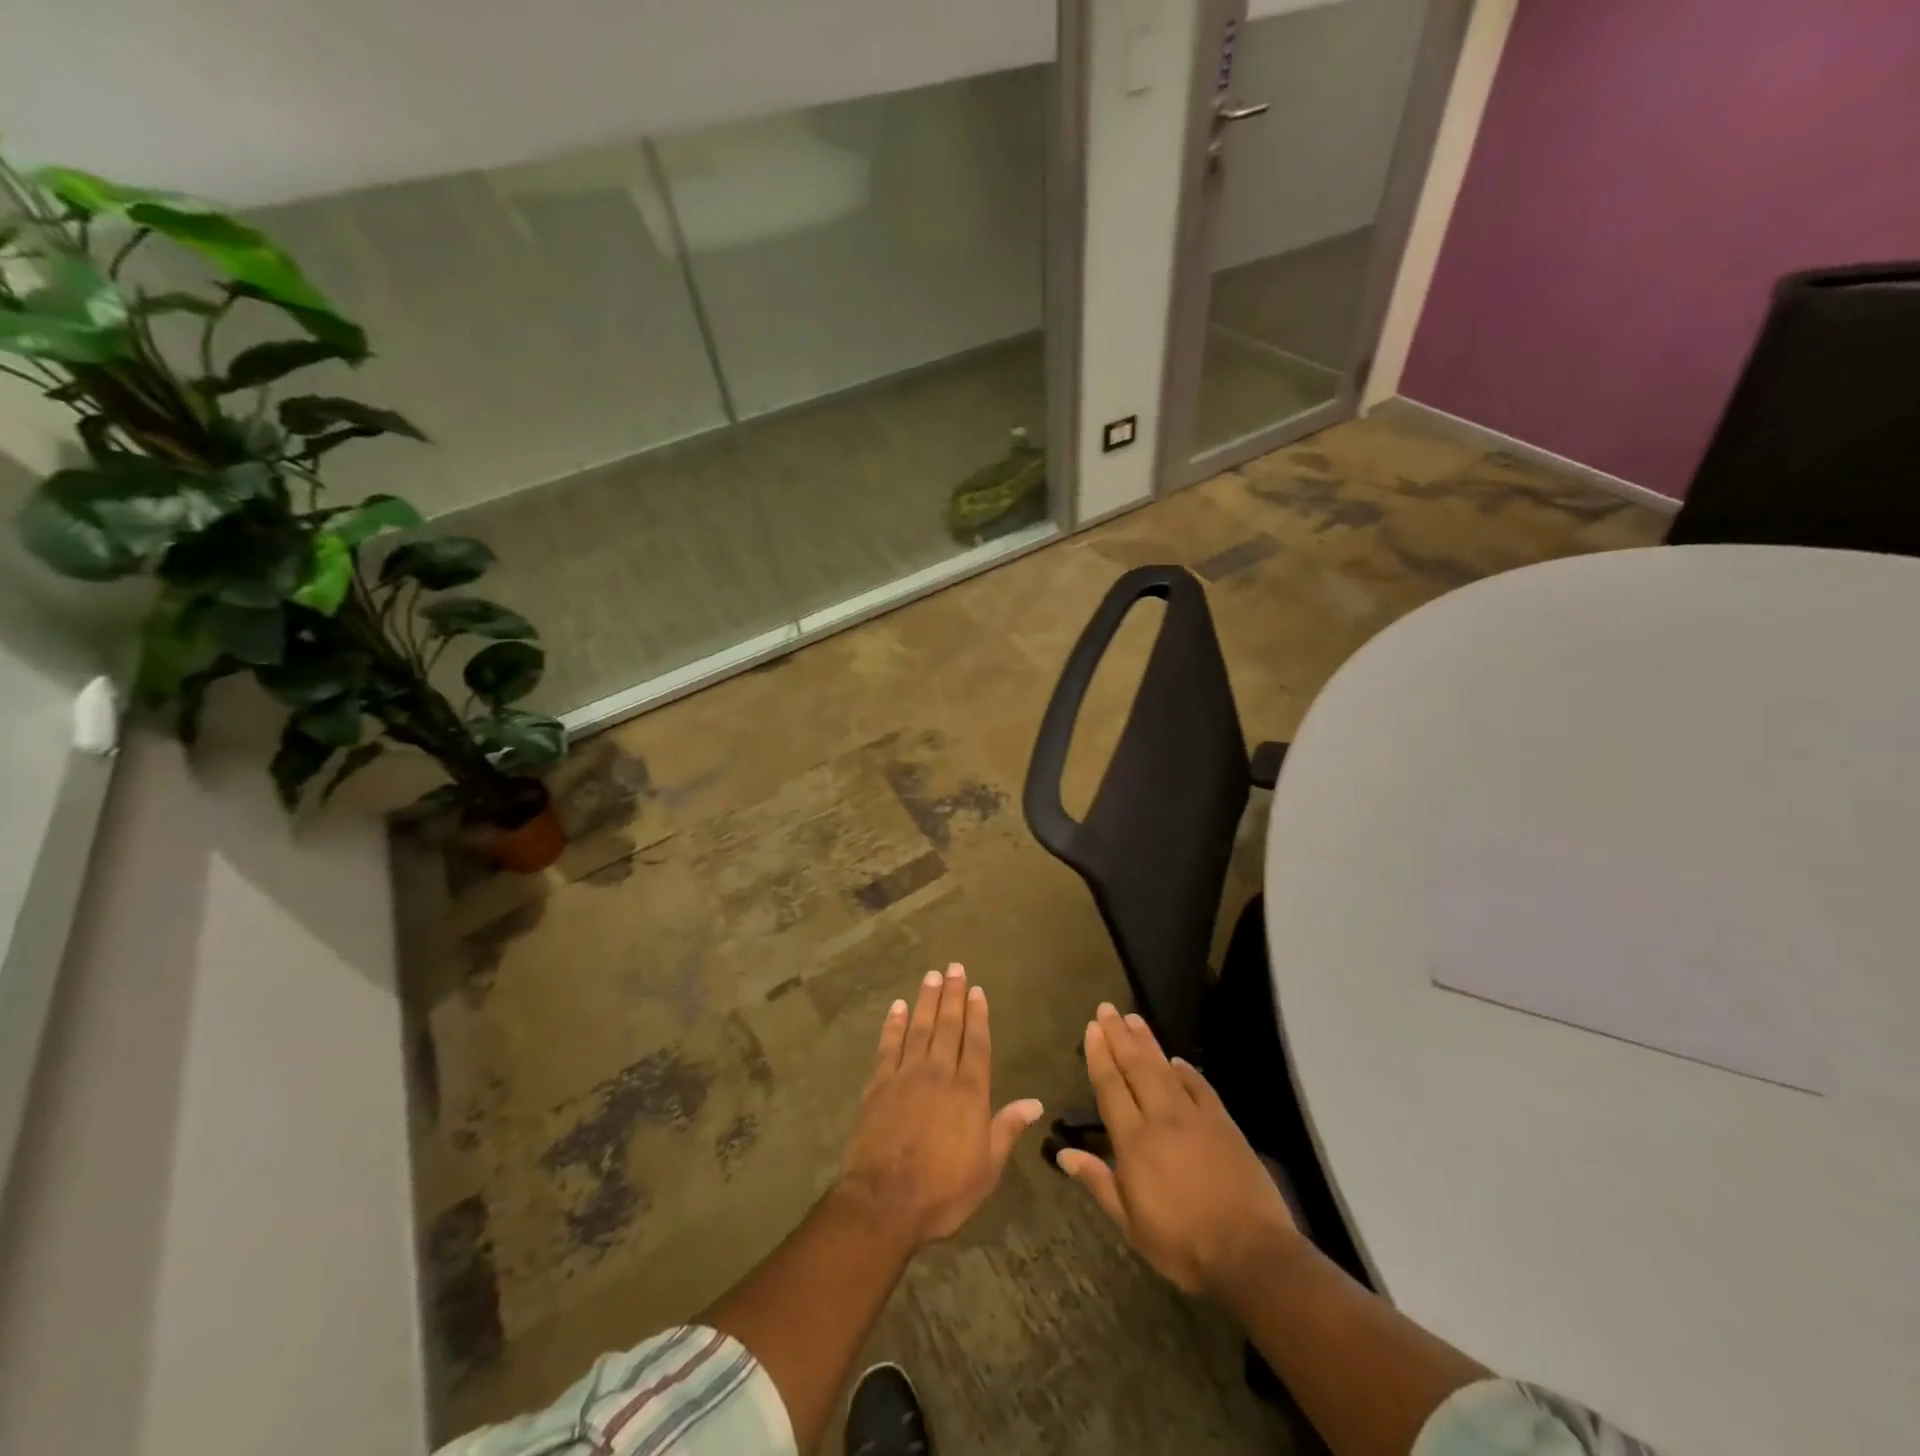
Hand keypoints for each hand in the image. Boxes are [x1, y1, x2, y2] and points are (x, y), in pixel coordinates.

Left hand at [839, 963, 1043, 1246]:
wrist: (885, 1201)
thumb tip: (1035, 1102)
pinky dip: (894, 1024)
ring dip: (926, 1000)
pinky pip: (888, 1046)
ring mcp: (906, 1075)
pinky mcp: (878, 1084)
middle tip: (955, 967)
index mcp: (969, 1092)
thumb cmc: (943, 1191)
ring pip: (919, 1028)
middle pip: (948, 1026)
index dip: (978, 1015)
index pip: (977, 1043)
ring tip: (931, 976)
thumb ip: (1008, 1129)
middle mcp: (940, 1073)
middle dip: (953, 995)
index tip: (977, 990)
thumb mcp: (987, 1168)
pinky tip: (898, 1007)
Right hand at [1057, 1003, 1296, 1295]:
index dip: (1100, 1056)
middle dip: (1119, 1035)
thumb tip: (1063, 1153)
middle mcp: (1161, 1118)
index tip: (1092, 1028)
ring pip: (1165, 1069)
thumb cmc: (1183, 1244)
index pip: (1111, 1088)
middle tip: (1107, 1009)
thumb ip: (1098, 1183)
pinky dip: (1187, 1071)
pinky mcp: (1223, 1124)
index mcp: (1134, 1142)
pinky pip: (1200, 1087)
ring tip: (1133, 1018)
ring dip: (1147, 1042)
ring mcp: (1195, 1117)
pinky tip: (1178, 1060)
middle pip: (1136, 1067)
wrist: (1251, 1253)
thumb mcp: (1131, 1225)